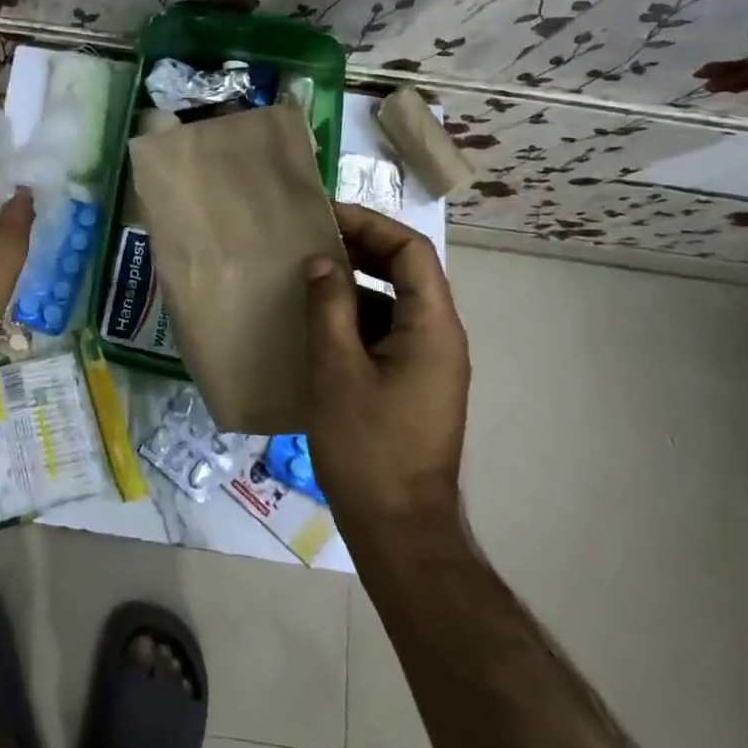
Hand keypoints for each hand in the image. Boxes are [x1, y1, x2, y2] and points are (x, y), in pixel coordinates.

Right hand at [301, 203, 469, 528]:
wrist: (399, 531)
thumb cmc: (368, 447)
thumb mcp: (337, 370)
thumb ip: (329, 307)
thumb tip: (321, 261)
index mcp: (433, 328)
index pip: (411, 251)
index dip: (370, 225)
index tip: (325, 216)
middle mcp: (440, 338)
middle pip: (407, 271)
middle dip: (361, 247)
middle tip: (311, 238)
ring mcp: (429, 363)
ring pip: (395, 301)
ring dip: (355, 280)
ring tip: (307, 273)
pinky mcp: (412, 384)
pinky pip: (387, 330)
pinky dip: (355, 314)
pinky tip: (317, 321)